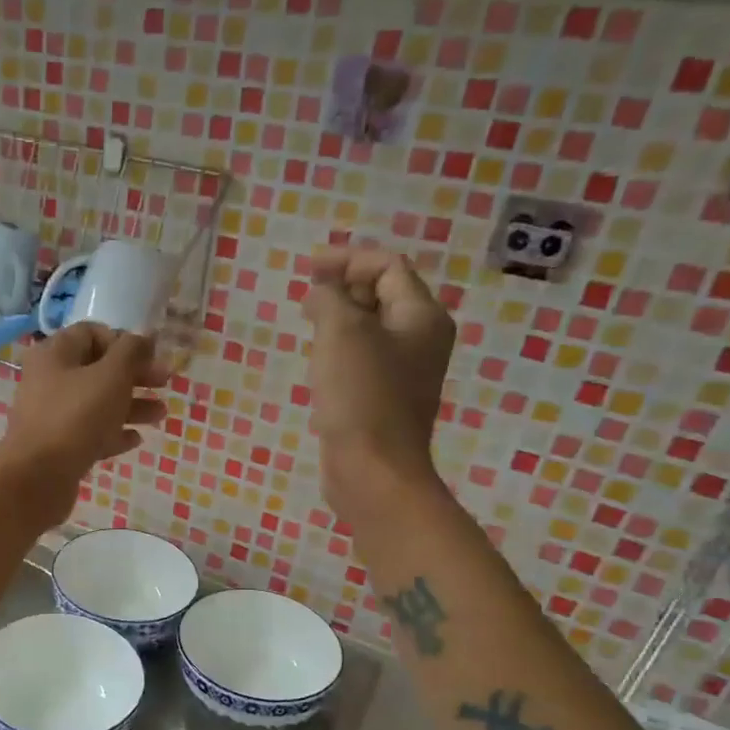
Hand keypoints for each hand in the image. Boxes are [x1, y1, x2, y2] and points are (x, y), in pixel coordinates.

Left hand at [0, 324, 168, 525]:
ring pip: (97, 403)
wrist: (37, 478)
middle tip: (164, 383)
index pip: (91, 333)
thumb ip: (131, 352)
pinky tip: (135, 440)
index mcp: (54, 354)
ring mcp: (51, 415)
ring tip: (160, 415)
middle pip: (97, 369)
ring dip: (131, 405)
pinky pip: (90, 433)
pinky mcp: (58, 446)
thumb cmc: (76, 417)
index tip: (150, 356)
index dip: (123, 341)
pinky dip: (113, 433)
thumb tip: (144, 338)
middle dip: (134, 375)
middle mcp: (49, 380)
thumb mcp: (111, 376)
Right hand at [302, 249, 455, 512]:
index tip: (307, 269)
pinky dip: (340, 349)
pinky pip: (363, 359)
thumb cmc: (360, 395)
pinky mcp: (384, 399)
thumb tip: (321, 293)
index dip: (348, 259)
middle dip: (344, 287)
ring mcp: (405, 372)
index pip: (388, 266)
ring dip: (339, 318)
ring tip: (308, 324)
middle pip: (383, 294)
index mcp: (422, 316)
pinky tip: (317, 362)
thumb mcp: (341, 332)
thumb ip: (329, 298)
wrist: (372, 470)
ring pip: (371, 328)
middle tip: (306, 296)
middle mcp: (421, 339)